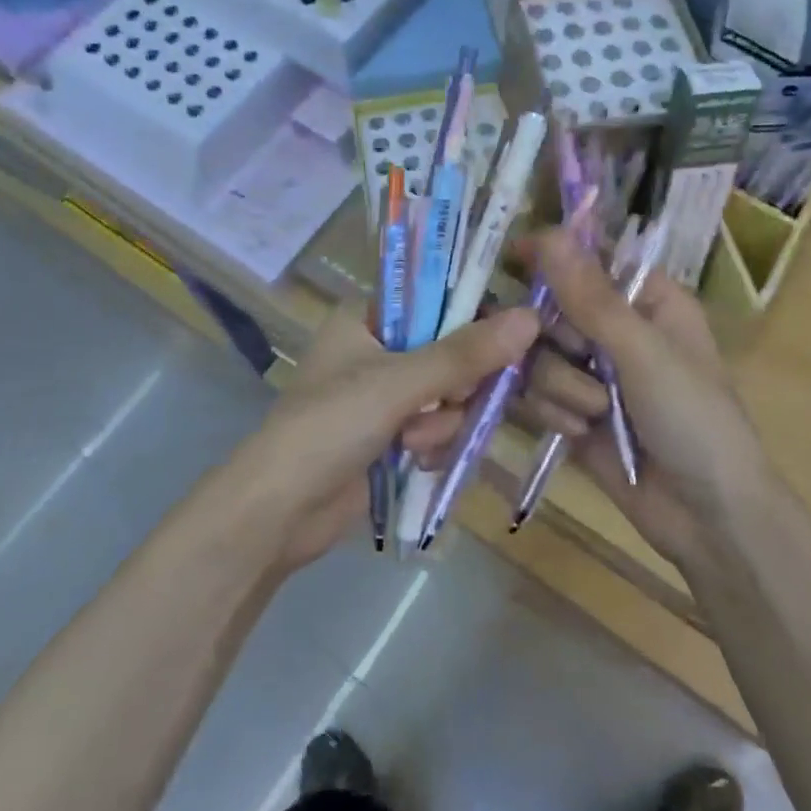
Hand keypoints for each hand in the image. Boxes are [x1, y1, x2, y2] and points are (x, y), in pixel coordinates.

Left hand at [231, 301, 541, 567]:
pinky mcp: (391, 435)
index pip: (436, 299)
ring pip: (449, 395)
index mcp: (367, 318)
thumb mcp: (398, 383)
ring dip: (440, 422)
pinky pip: (438, 427)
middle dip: (454, 386)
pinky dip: (433, 443)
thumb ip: (464, 355)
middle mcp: (377, 350)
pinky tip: (415, 458)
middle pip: (450, 351)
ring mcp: (384, 396)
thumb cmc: (330, 426)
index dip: (469, 319)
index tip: (494, 345)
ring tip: (410, 440)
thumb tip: (530, 319)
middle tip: (446, 401)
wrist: (280, 511)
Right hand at [517, 230, 772, 566]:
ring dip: (561, 387)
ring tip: (596, 414)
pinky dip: (555, 414)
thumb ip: (591, 297)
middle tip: (582, 357)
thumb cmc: (693, 419)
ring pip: (538, 356)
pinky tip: (582, 434)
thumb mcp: (644, 352)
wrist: (707, 517)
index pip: (589, 258)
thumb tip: (549, 233)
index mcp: (648, 300)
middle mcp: (617, 330)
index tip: (512, 256)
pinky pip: (536, 395)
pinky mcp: (574, 412)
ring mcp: (593, 373)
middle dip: (559, 340)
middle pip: (551, 308)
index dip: (552, 255)